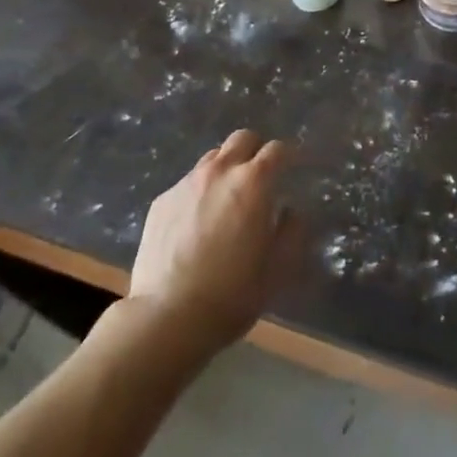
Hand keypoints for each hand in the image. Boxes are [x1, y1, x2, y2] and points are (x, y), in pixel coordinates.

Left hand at [128, 129, 297, 353]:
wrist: (167, 317)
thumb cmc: (232, 294)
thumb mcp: (277, 269)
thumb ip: (291, 231)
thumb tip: (290, 211)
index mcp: (253, 183)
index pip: (277, 150)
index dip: (289, 156)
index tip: (294, 167)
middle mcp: (219, 171)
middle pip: (242, 139)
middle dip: (256, 151)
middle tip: (261, 178)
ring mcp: (186, 183)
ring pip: (213, 158)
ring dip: (226, 169)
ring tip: (227, 200)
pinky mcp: (161, 201)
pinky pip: (187, 184)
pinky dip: (199, 193)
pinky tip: (197, 224)